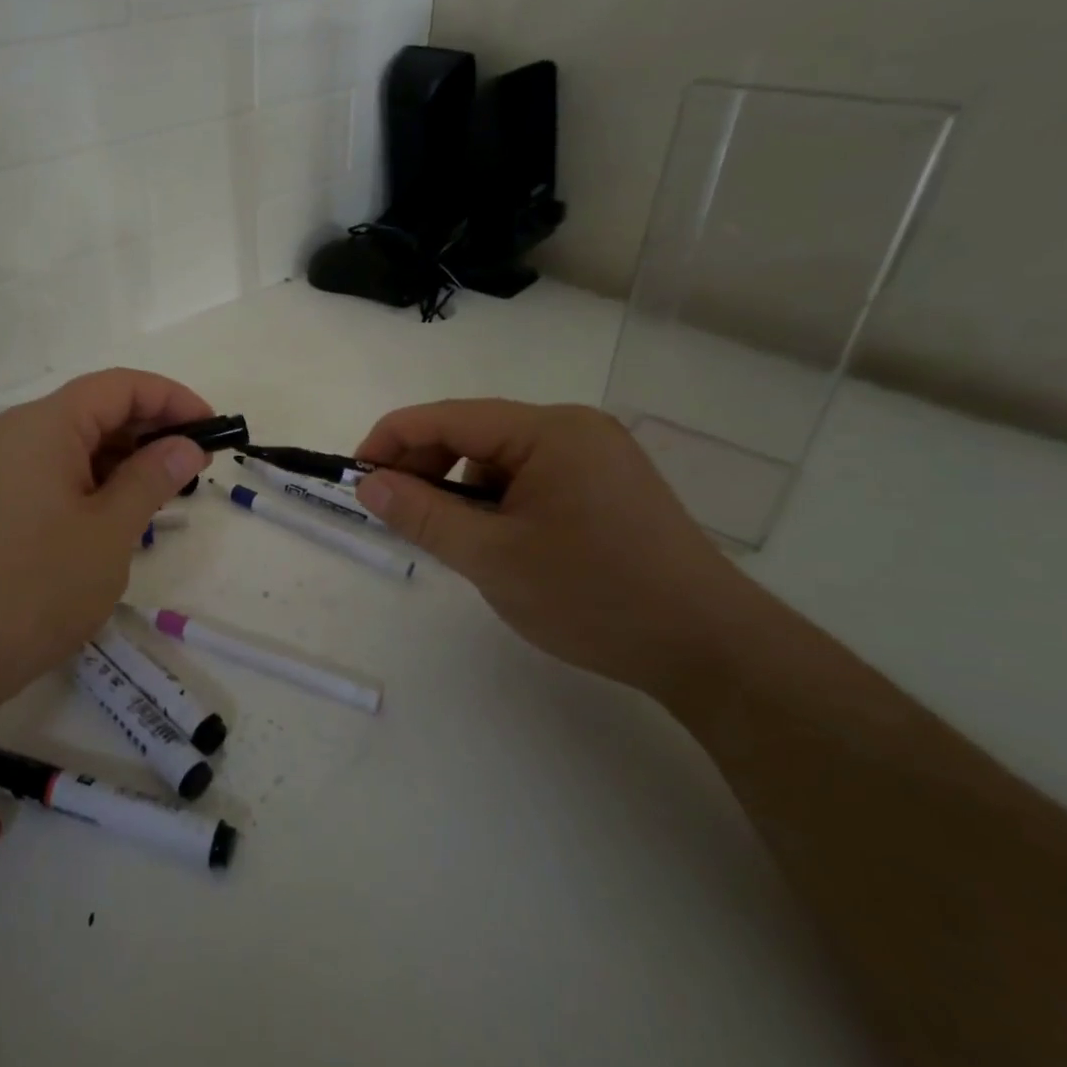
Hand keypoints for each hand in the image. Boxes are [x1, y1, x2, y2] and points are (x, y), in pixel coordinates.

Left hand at [0, 369, 212, 704]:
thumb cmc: (35, 589)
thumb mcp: (109, 533)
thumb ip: (151, 478)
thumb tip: (185, 445)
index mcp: (42, 425)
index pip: (118, 387)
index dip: (171, 399)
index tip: (211, 428)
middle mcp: (10, 432)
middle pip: (91, 409)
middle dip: (147, 430)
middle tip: (192, 466)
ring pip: (67, 442)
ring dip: (117, 458)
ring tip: (157, 493)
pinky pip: (43, 470)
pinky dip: (84, 479)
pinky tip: (109, 513)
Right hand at [353, 400, 758, 694]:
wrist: (711, 648)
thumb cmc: (594, 597)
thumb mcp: (492, 558)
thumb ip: (422, 515)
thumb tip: (368, 483)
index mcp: (548, 430)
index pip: (447, 417)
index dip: (391, 440)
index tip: (355, 476)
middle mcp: (573, 428)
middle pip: (473, 432)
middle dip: (425, 467)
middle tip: (394, 512)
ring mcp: (595, 455)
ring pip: (500, 457)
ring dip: (461, 488)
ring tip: (451, 537)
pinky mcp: (606, 484)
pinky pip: (530, 477)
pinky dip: (498, 500)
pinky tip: (497, 541)